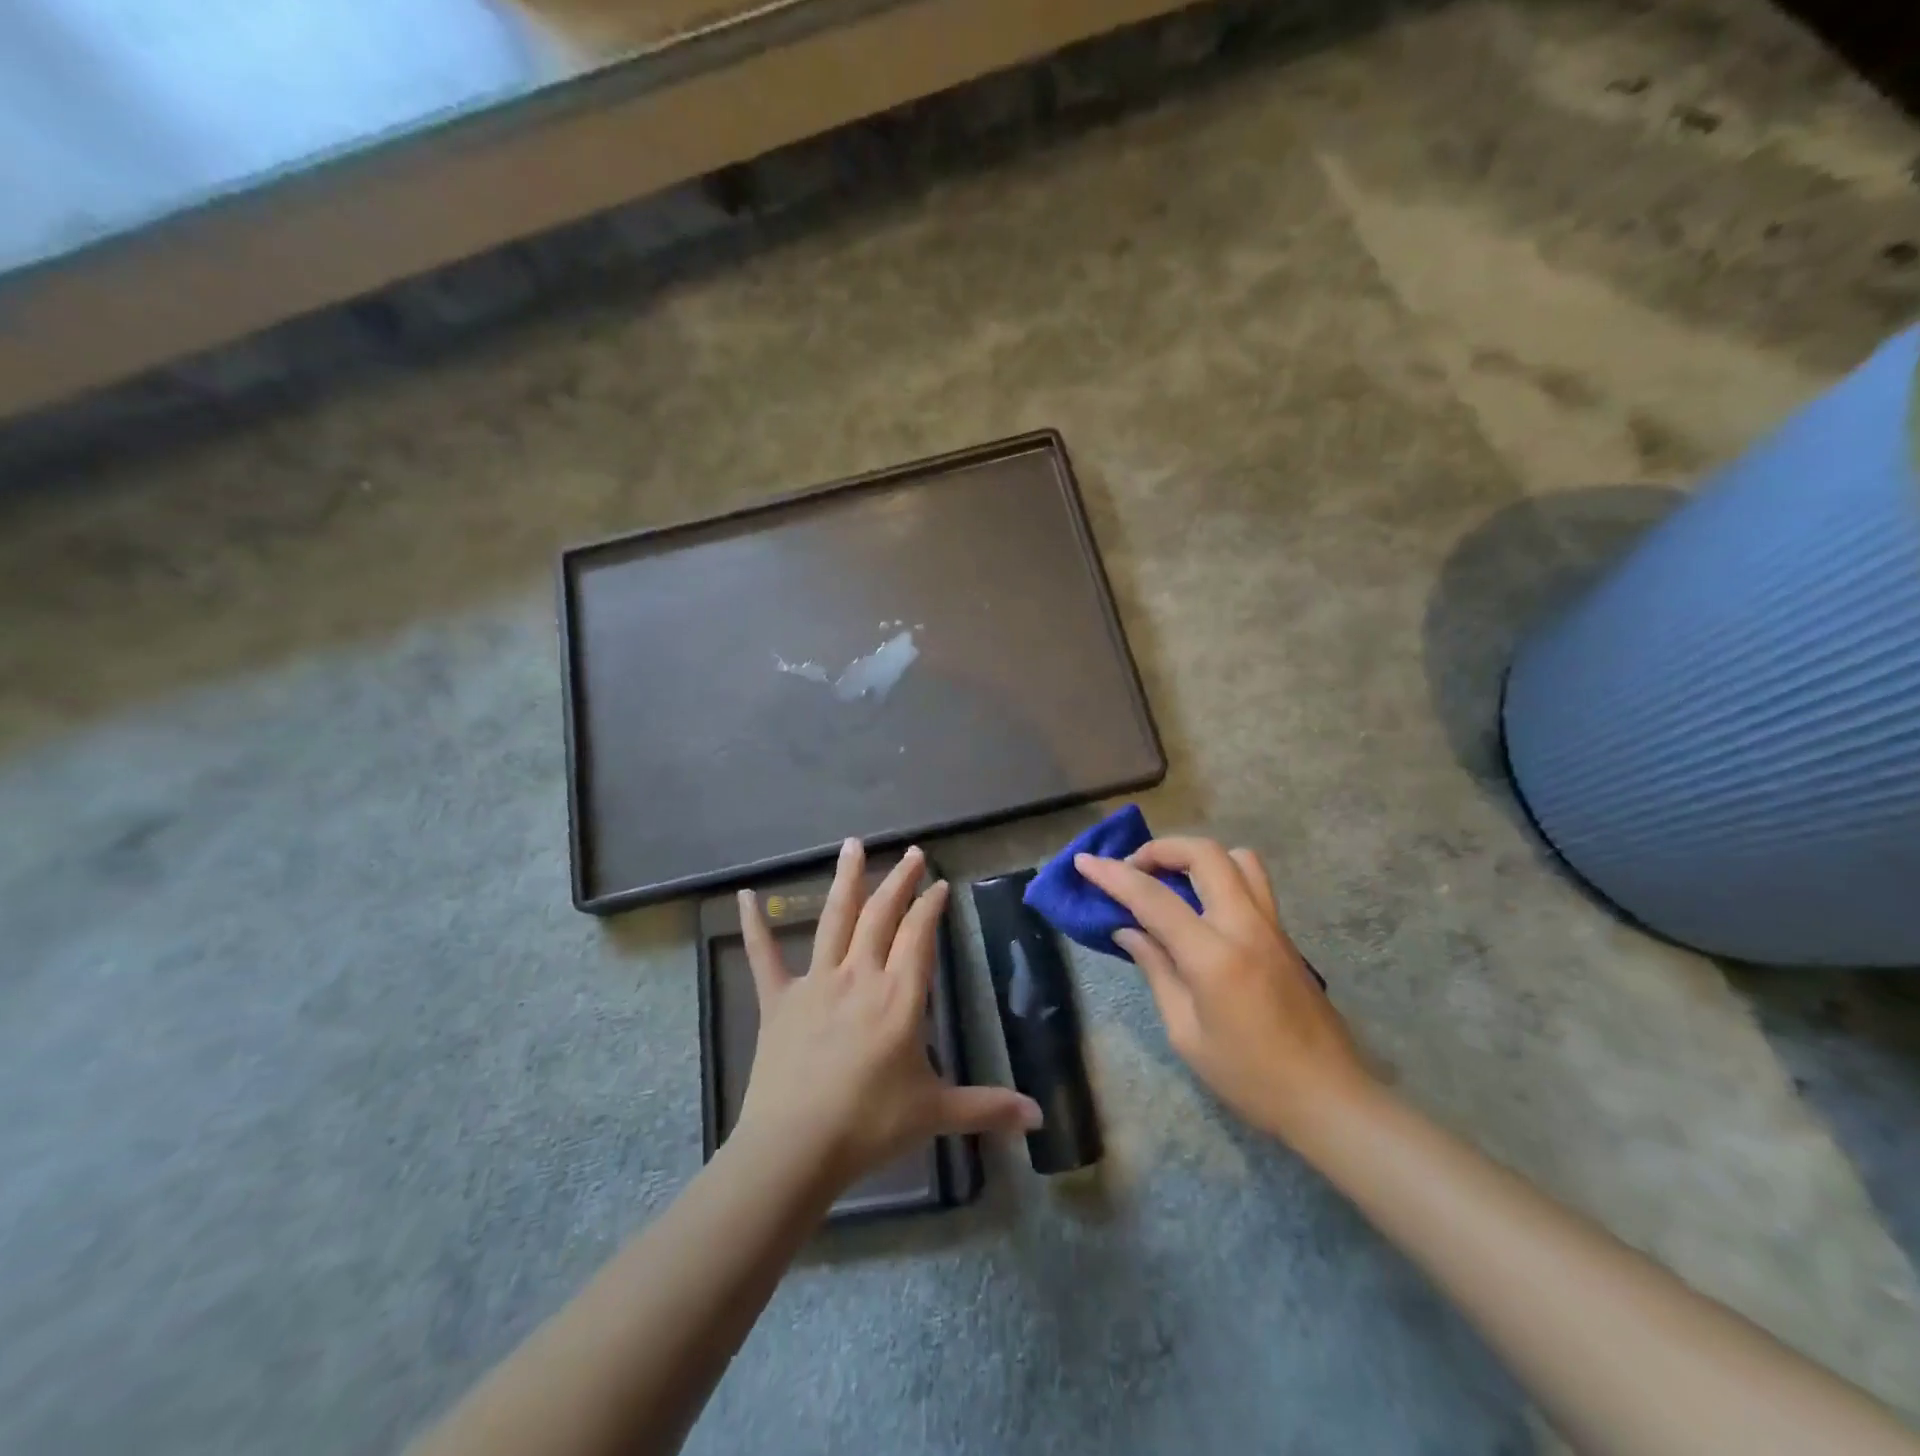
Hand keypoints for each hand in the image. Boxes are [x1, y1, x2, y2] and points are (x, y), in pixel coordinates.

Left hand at [735, 840, 1041, 1187]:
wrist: (796, 1147)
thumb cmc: (870, 1125)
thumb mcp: (935, 1113)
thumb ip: (988, 1108)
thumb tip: (1039, 1118)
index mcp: (899, 996)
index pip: (919, 935)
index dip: (930, 905)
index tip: (939, 884)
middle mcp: (860, 975)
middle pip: (882, 915)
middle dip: (899, 881)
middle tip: (912, 853)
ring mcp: (816, 982)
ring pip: (835, 919)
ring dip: (846, 880)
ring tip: (853, 845)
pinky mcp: (778, 1000)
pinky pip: (764, 956)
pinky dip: (755, 925)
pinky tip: (745, 897)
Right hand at [1075, 837, 1373, 1142]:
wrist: (1330, 1099)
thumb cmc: (1250, 1077)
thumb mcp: (1186, 1033)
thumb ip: (1157, 971)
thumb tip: (1128, 931)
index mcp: (1215, 956)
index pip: (1154, 898)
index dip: (1113, 875)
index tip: (1084, 862)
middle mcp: (1246, 926)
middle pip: (1204, 854)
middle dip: (1161, 849)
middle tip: (1133, 870)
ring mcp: (1272, 925)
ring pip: (1236, 858)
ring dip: (1197, 856)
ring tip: (1171, 881)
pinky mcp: (1284, 934)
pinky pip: (1251, 882)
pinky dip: (1218, 876)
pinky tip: (1200, 908)